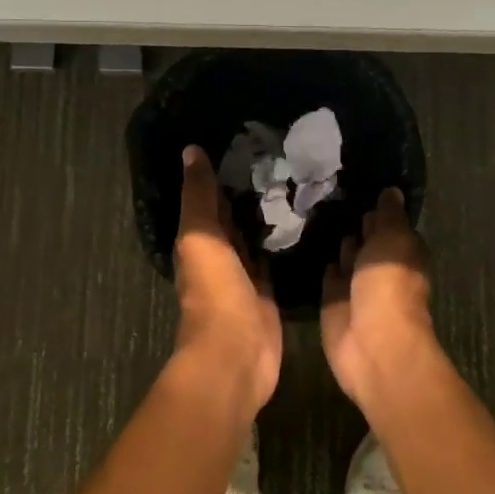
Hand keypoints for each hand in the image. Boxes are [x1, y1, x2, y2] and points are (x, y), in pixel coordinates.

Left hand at [173, 146, 280, 414]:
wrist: (237, 352)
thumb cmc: (214, 291)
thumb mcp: (200, 236)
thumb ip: (198, 196)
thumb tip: (191, 150)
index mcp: (198, 240)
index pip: (210, 198)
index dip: (222, 172)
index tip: (247, 141)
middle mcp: (219, 254)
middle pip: (233, 216)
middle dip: (249, 190)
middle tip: (280, 154)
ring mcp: (245, 275)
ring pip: (255, 236)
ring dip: (267, 214)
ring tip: (296, 179)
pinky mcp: (268, 292)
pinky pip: (274, 259)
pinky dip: (283, 241)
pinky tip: (303, 220)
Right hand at [320, 188, 437, 413]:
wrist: (371, 342)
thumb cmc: (389, 286)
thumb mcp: (393, 239)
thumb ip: (389, 215)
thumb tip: (392, 190)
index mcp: (403, 253)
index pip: (391, 224)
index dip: (378, 207)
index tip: (357, 181)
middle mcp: (381, 267)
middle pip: (368, 239)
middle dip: (355, 222)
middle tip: (328, 191)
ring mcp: (357, 286)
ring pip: (347, 256)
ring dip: (339, 241)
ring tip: (315, 210)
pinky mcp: (334, 301)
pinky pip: (328, 275)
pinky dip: (323, 262)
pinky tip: (307, 242)